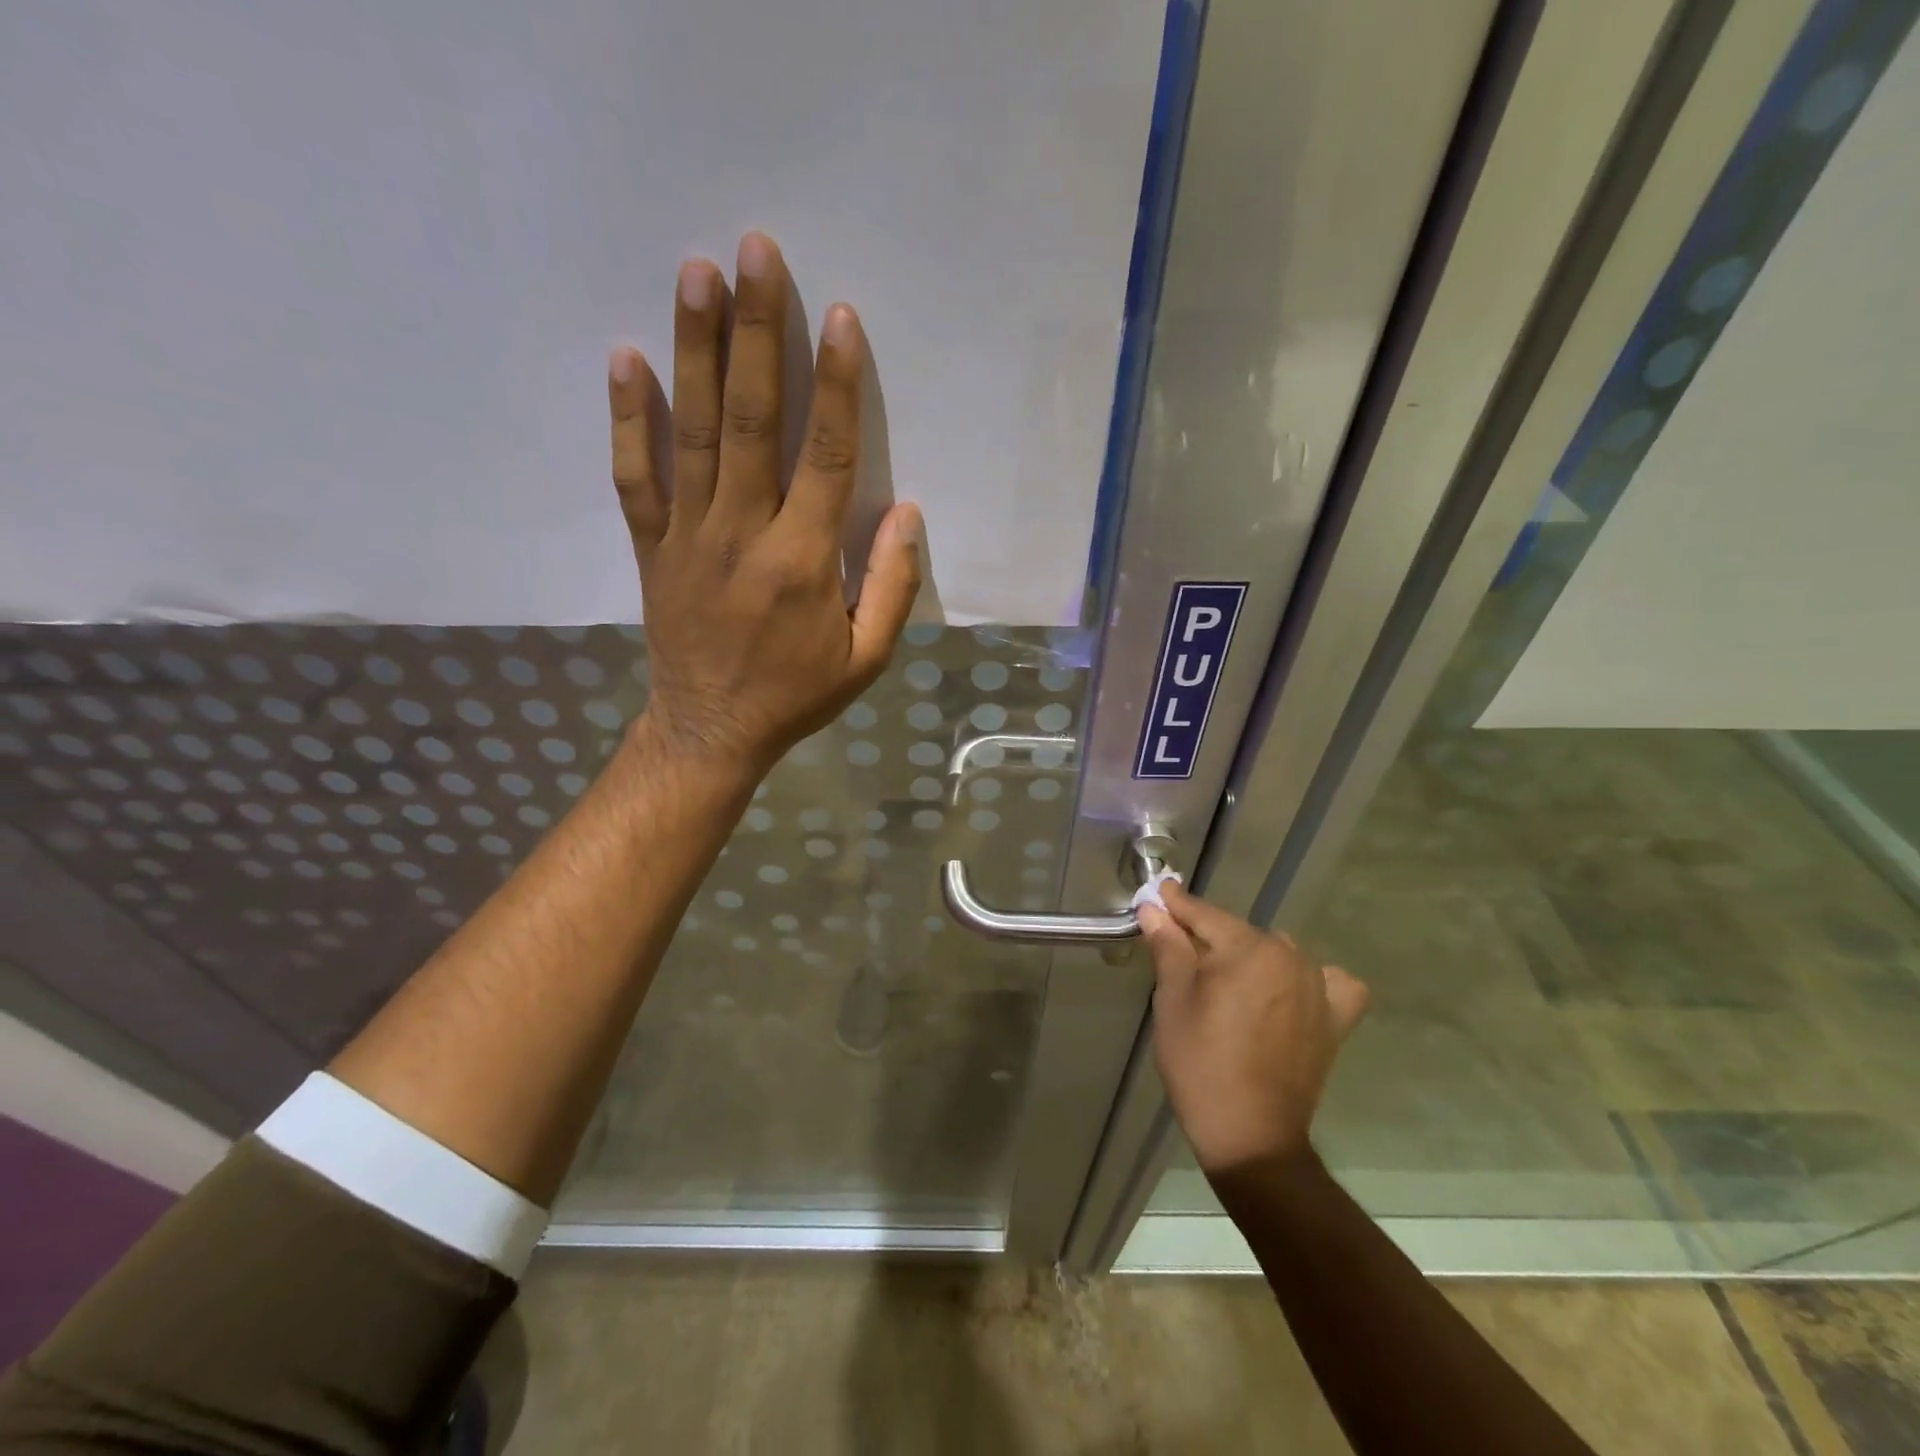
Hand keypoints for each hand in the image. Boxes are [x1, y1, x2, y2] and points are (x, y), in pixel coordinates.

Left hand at [606, 231, 921, 773]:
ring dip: (696, 350)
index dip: (837, 386)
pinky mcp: (651, 546)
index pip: (827, 458)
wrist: (710, 731)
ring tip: (697, 273)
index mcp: (803, 562)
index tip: (838, 318)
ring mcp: (689, 536)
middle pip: (753, 421)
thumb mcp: (866, 659)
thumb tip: (907, 513)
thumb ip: (892, 588)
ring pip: (694, 432)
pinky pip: (635, 475)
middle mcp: (744, 534)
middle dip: (758, 333)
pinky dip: (628, 418)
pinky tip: (626, 357)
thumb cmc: (796, 695)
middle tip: (758, 252)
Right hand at [1139, 884, 1368, 1175]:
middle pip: (1240, 933)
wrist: (1250, 1135)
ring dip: (1251, 957)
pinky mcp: (1335, 1020)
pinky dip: (1308, 980)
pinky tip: (1289, 994)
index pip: (1205, 914)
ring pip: (1276, 952)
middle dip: (1209, 937)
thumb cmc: (1200, 1062)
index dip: (1176, 906)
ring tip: (1226, 981)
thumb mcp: (1173, 1000)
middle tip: (1179, 950)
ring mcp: (1319, 988)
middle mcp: (1292, 957)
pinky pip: (1328, 983)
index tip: (1158, 894)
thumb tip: (1155, 909)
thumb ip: (1168, 946)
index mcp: (1250, 948)